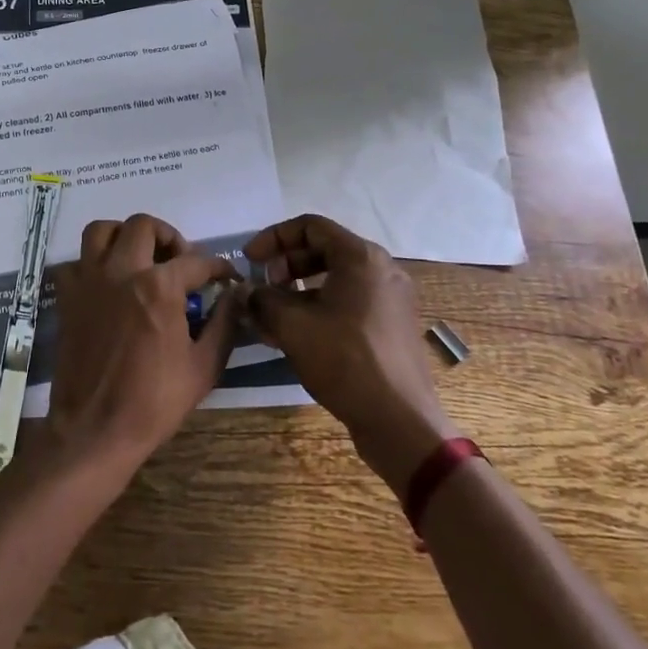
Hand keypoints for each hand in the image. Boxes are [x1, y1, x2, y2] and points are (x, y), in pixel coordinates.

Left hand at [40, 214, 240, 471]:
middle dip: (169, 237)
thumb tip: (236, 295)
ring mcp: (89, 281)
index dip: (217, 266)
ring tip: (140, 258)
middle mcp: (121, 271)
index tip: (225, 276)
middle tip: (179, 262)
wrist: (94, 430)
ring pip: (102, 230)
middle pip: (144, 226)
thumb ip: (224, 324)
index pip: (196, 261)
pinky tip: (107, 284)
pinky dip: (92, 264)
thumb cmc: (154, 403)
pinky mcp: (67, 297)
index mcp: (159, 286)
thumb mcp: (204, 368)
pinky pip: (76, 262)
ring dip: (124, 236)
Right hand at [244, 214, 458, 494]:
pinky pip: (349, 302)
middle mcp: (381, 269)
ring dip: (299, 290)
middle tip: (262, 287)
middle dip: (285, 265)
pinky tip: (296, 334)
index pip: (310, 226)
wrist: (400, 421)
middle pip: (323, 250)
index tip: (250, 259)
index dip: (273, 238)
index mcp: (361, 257)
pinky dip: (319, 308)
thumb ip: (263, 299)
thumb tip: (247, 291)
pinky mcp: (391, 326)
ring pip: (335, 279)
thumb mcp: (292, 325)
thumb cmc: (345, 360)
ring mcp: (390, 299)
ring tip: (272, 314)